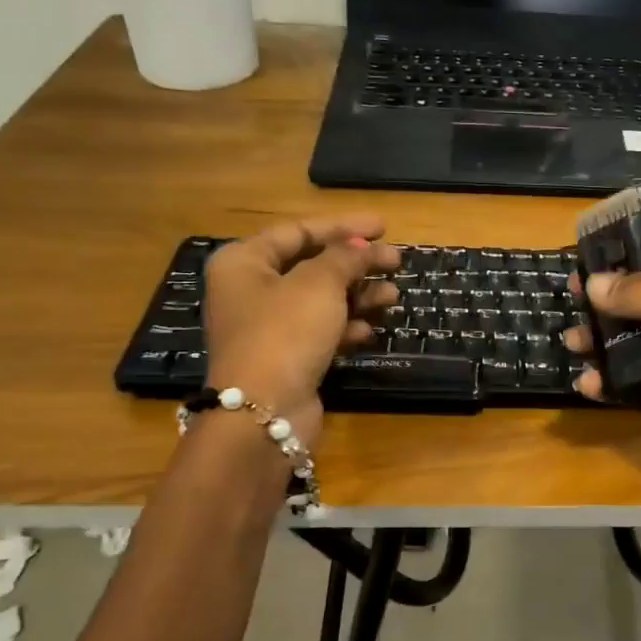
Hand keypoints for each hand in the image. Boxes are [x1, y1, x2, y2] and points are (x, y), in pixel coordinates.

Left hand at [202, 216, 400, 443]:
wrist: (263, 413)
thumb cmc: (285, 332)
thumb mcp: (319, 284)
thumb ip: (345, 257)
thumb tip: (362, 246)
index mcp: (245, 262)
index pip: (298, 231)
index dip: (343, 227)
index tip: (383, 227)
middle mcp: (251, 290)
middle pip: (313, 266)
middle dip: (357, 264)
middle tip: (396, 262)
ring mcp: (268, 327)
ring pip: (321, 301)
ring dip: (359, 297)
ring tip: (392, 298)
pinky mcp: (286, 358)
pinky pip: (321, 332)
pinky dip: (346, 328)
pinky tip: (369, 331)